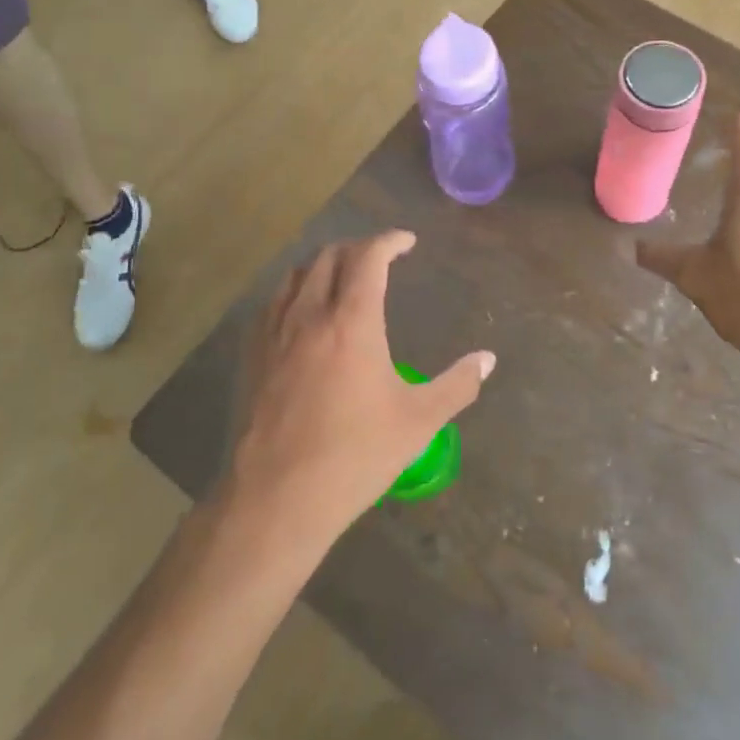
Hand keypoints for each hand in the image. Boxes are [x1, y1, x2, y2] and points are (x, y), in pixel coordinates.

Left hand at [228, 231, 492, 538]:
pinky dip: (294, 291)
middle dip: (357, 247)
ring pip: (295, 275)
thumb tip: (488, 359)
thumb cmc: (355, 455)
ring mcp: (274, 334)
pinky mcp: (251, 356)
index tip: (407, 241)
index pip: (368, 257)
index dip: (389, 240)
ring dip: (323, 264)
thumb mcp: (418, 422)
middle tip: (380, 258)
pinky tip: (303, 314)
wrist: (277, 498)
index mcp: (352, 321)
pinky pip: (272, 303)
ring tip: (342, 277)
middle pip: (328, 256)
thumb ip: (457, 385)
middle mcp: (310, 315)